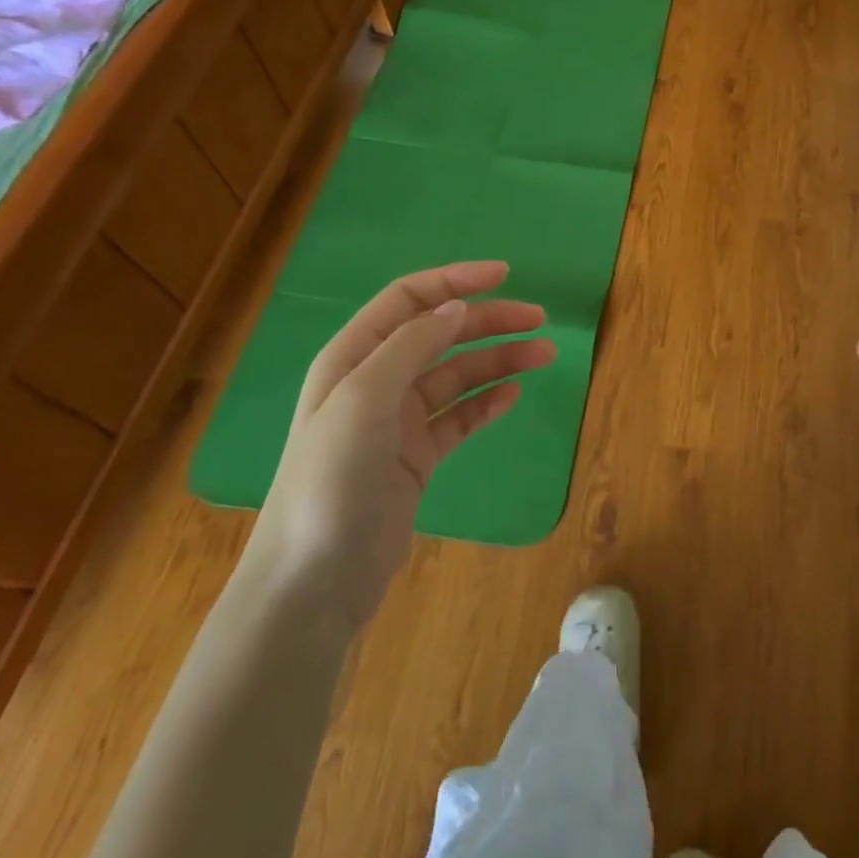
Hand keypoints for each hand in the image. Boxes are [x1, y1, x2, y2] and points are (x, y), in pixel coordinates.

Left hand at [247, 261, 555, 626]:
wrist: (314, 582)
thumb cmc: (331, 479)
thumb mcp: (364, 399)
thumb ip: (411, 347)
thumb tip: (457, 308)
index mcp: (354, 357)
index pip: (409, 300)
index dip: (455, 281)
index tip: (504, 275)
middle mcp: (376, 381)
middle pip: (441, 334)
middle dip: (489, 321)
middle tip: (539, 320)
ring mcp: (398, 421)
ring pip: (458, 375)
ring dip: (499, 361)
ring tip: (544, 355)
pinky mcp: (417, 457)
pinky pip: (460, 417)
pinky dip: (487, 402)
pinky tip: (513, 395)